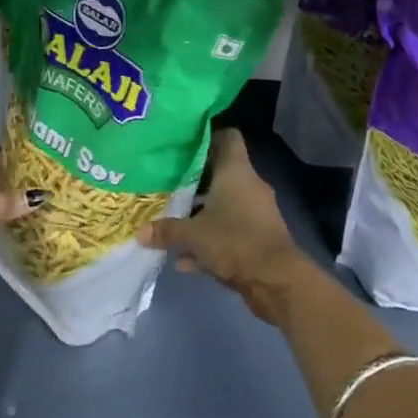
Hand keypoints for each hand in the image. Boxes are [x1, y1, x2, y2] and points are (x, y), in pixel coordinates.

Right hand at [138, 129, 311, 323]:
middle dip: (196, 180)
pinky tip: (185, 259)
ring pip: (225, 205)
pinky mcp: (259, 239)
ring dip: (202, 214)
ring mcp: (256, 213)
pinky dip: (211, 241)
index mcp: (236, 171)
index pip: (228, 137)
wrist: (277, 281)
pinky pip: (230, 233)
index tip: (184, 144)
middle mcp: (249, 185)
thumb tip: (140, 232)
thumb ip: (166, 230)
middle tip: (169, 183)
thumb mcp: (194, 235)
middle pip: (221, 172)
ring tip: (174, 220)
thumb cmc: (234, 241)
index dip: (208, 136)